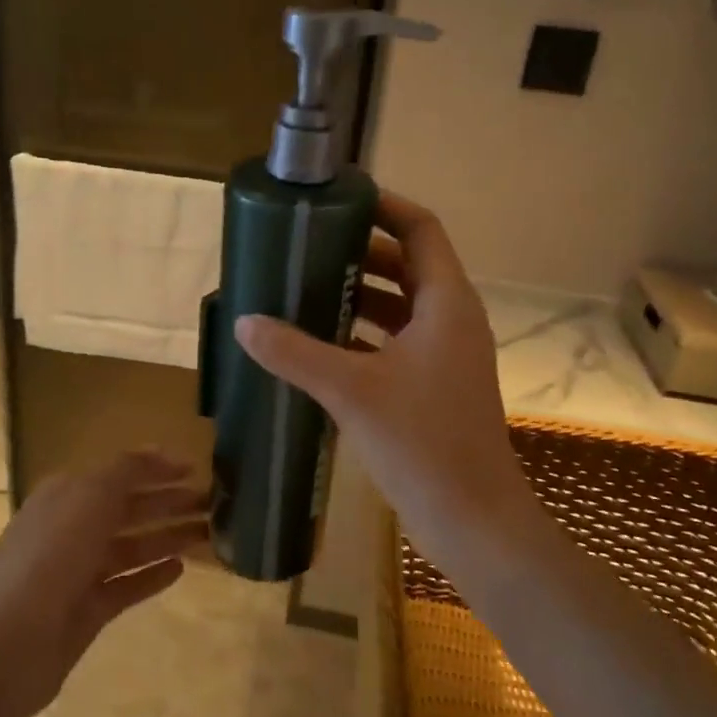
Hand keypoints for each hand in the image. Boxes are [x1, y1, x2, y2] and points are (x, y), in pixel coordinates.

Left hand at [0, 450, 206, 716]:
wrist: (0, 648)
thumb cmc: (47, 560)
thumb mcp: (87, 499)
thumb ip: (125, 472)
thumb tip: (157, 452)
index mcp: (66, 495)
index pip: (119, 473)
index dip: (156, 468)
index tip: (197, 468)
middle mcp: (71, 528)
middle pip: (128, 508)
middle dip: (169, 502)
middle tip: (215, 503)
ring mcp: (77, 572)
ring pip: (131, 546)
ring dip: (168, 536)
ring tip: (209, 533)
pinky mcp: (86, 611)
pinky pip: (126, 585)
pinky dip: (151, 575)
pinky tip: (180, 569)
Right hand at [234, 190, 533, 566]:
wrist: (472, 518)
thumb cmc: (422, 442)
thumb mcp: (351, 391)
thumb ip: (295, 353)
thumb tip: (244, 323)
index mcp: (447, 304)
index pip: (421, 229)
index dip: (384, 206)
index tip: (338, 198)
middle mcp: (451, 320)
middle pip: (408, 265)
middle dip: (360, 251)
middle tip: (307, 245)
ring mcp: (445, 356)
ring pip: (401, 306)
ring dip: (360, 294)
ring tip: (305, 288)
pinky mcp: (433, 387)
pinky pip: (396, 342)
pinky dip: (362, 334)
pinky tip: (319, 344)